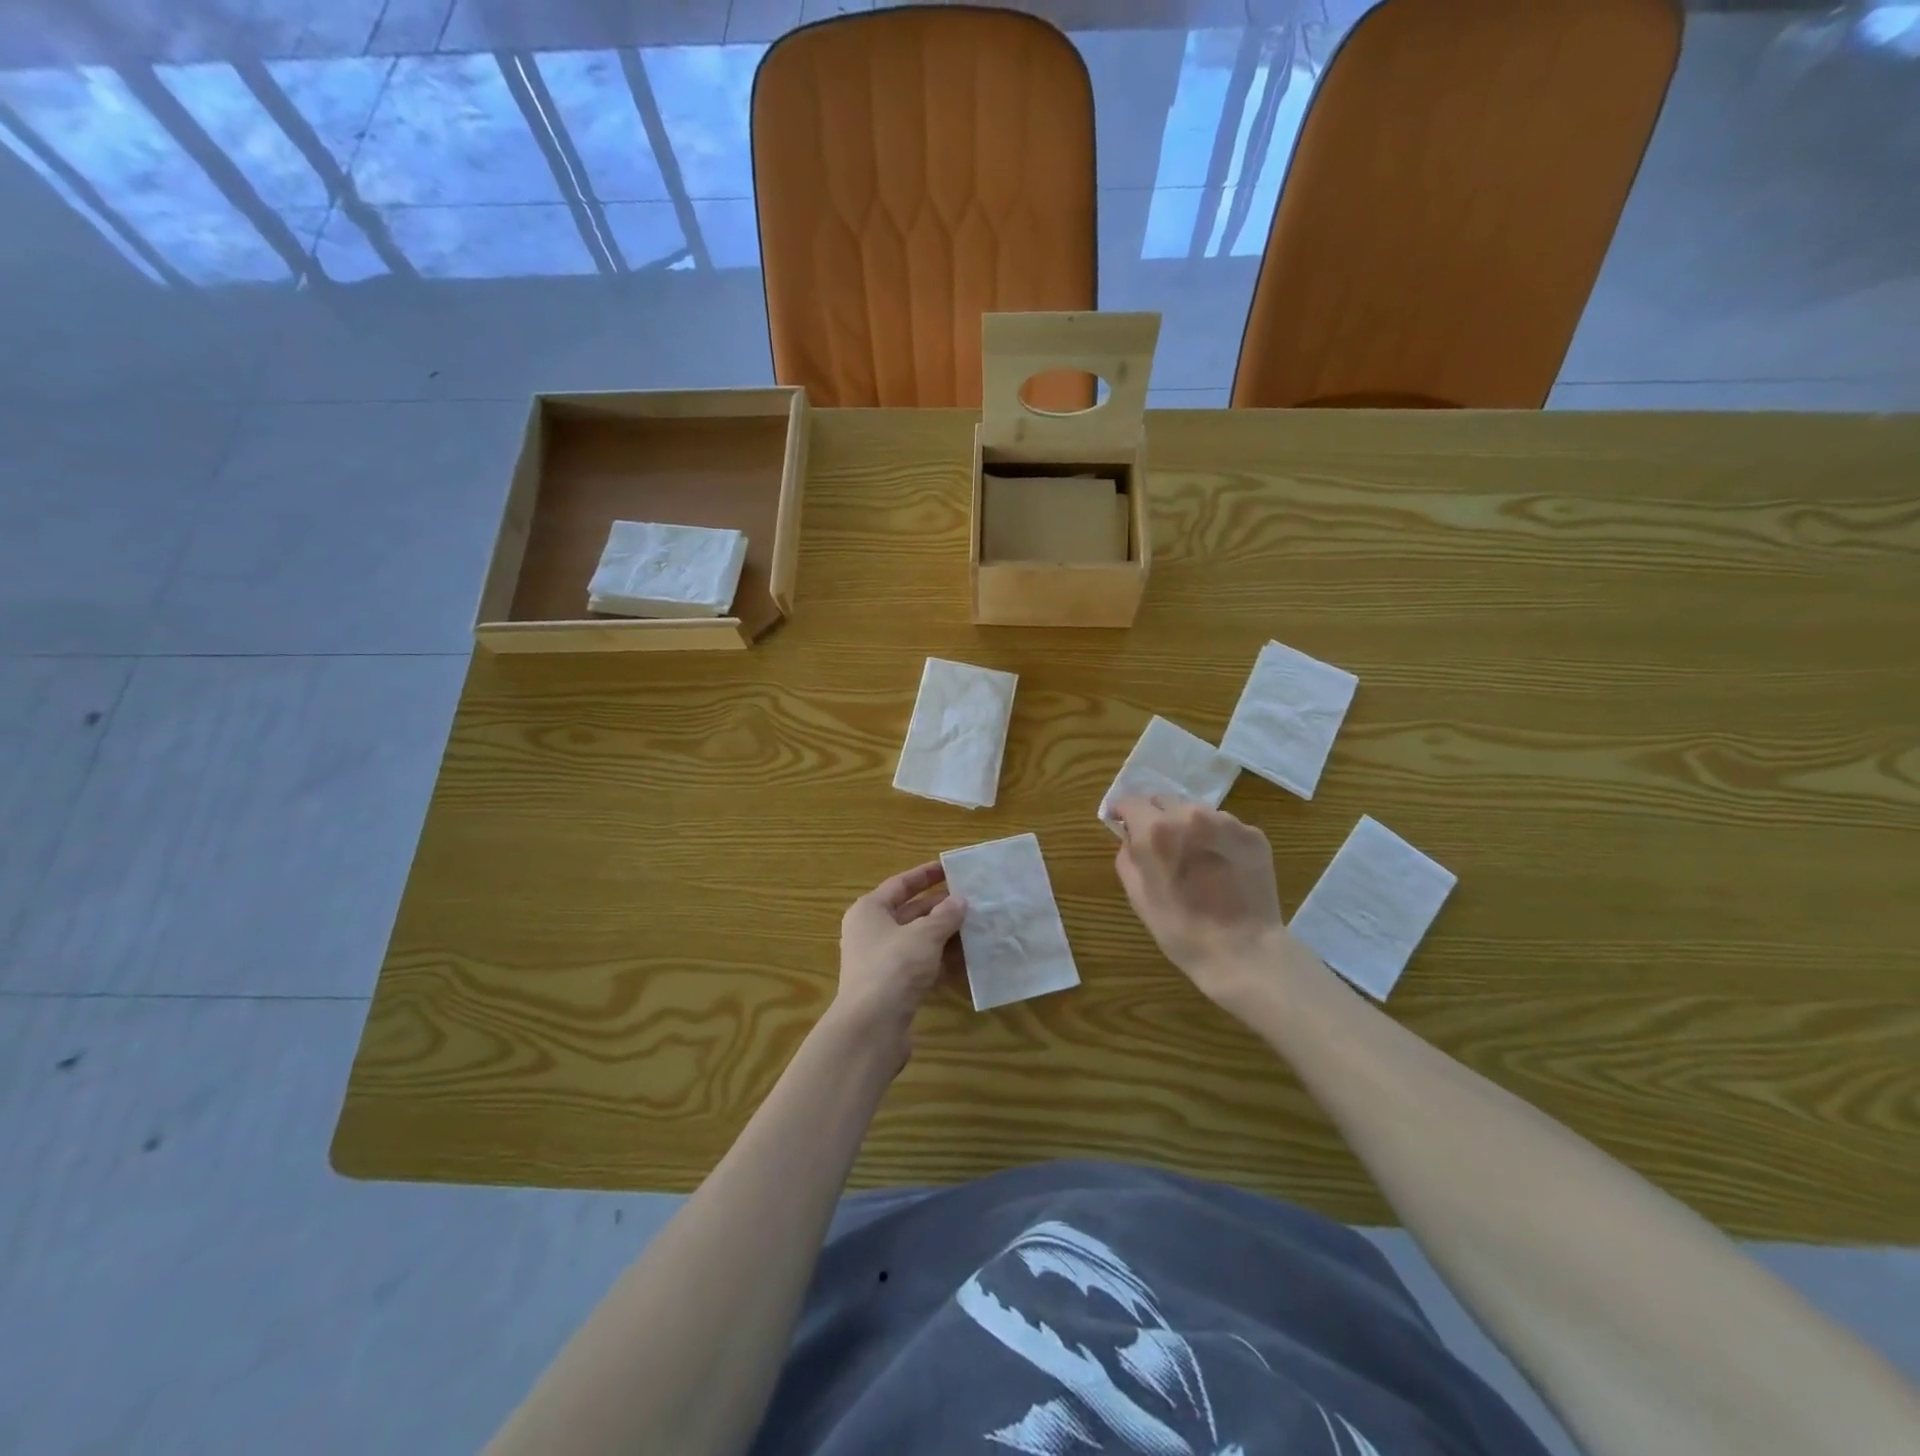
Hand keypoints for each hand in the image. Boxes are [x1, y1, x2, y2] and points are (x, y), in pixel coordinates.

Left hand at [829, 862, 967, 1068]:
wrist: (871, 1027)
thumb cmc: (894, 967)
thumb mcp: (925, 935)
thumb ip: (945, 916)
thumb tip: (960, 900)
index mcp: (870, 910)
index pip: (901, 884)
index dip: (926, 875)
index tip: (952, 868)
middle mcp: (872, 932)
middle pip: (911, 913)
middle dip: (942, 907)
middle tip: (974, 900)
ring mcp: (882, 962)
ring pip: (919, 941)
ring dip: (946, 936)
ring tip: (978, 927)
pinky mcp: (893, 988)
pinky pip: (922, 966)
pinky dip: (942, 962)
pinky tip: (969, 960)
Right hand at [1110, 796, 1300, 1006]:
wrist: (1244, 952)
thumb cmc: (1181, 930)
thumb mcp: (1138, 896)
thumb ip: (1127, 856)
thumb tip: (1130, 837)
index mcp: (1157, 830)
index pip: (1131, 801)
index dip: (1123, 813)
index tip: (1123, 826)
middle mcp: (1192, 815)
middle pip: (1164, 800)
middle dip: (1156, 817)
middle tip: (1160, 846)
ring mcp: (1228, 822)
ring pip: (1195, 811)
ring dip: (1188, 826)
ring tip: (1194, 857)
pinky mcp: (1254, 834)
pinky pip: (1224, 826)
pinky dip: (1216, 838)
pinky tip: (1220, 866)